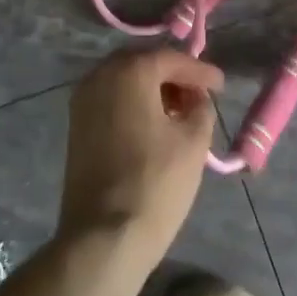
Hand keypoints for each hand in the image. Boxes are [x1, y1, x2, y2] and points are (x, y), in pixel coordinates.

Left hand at [59, 48, 223, 262]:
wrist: (103, 236)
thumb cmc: (155, 183)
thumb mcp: (193, 142)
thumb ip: (200, 107)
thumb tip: (196, 98)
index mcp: (129, 71)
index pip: (171, 59)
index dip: (200, 71)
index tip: (221, 85)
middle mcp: (100, 75)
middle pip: (144, 64)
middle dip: (173, 77)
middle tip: (199, 95)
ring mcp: (82, 100)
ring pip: (124, 82)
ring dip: (152, 90)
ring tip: (180, 113)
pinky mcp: (75, 125)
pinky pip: (110, 100)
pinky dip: (133, 104)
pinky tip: (154, 125)